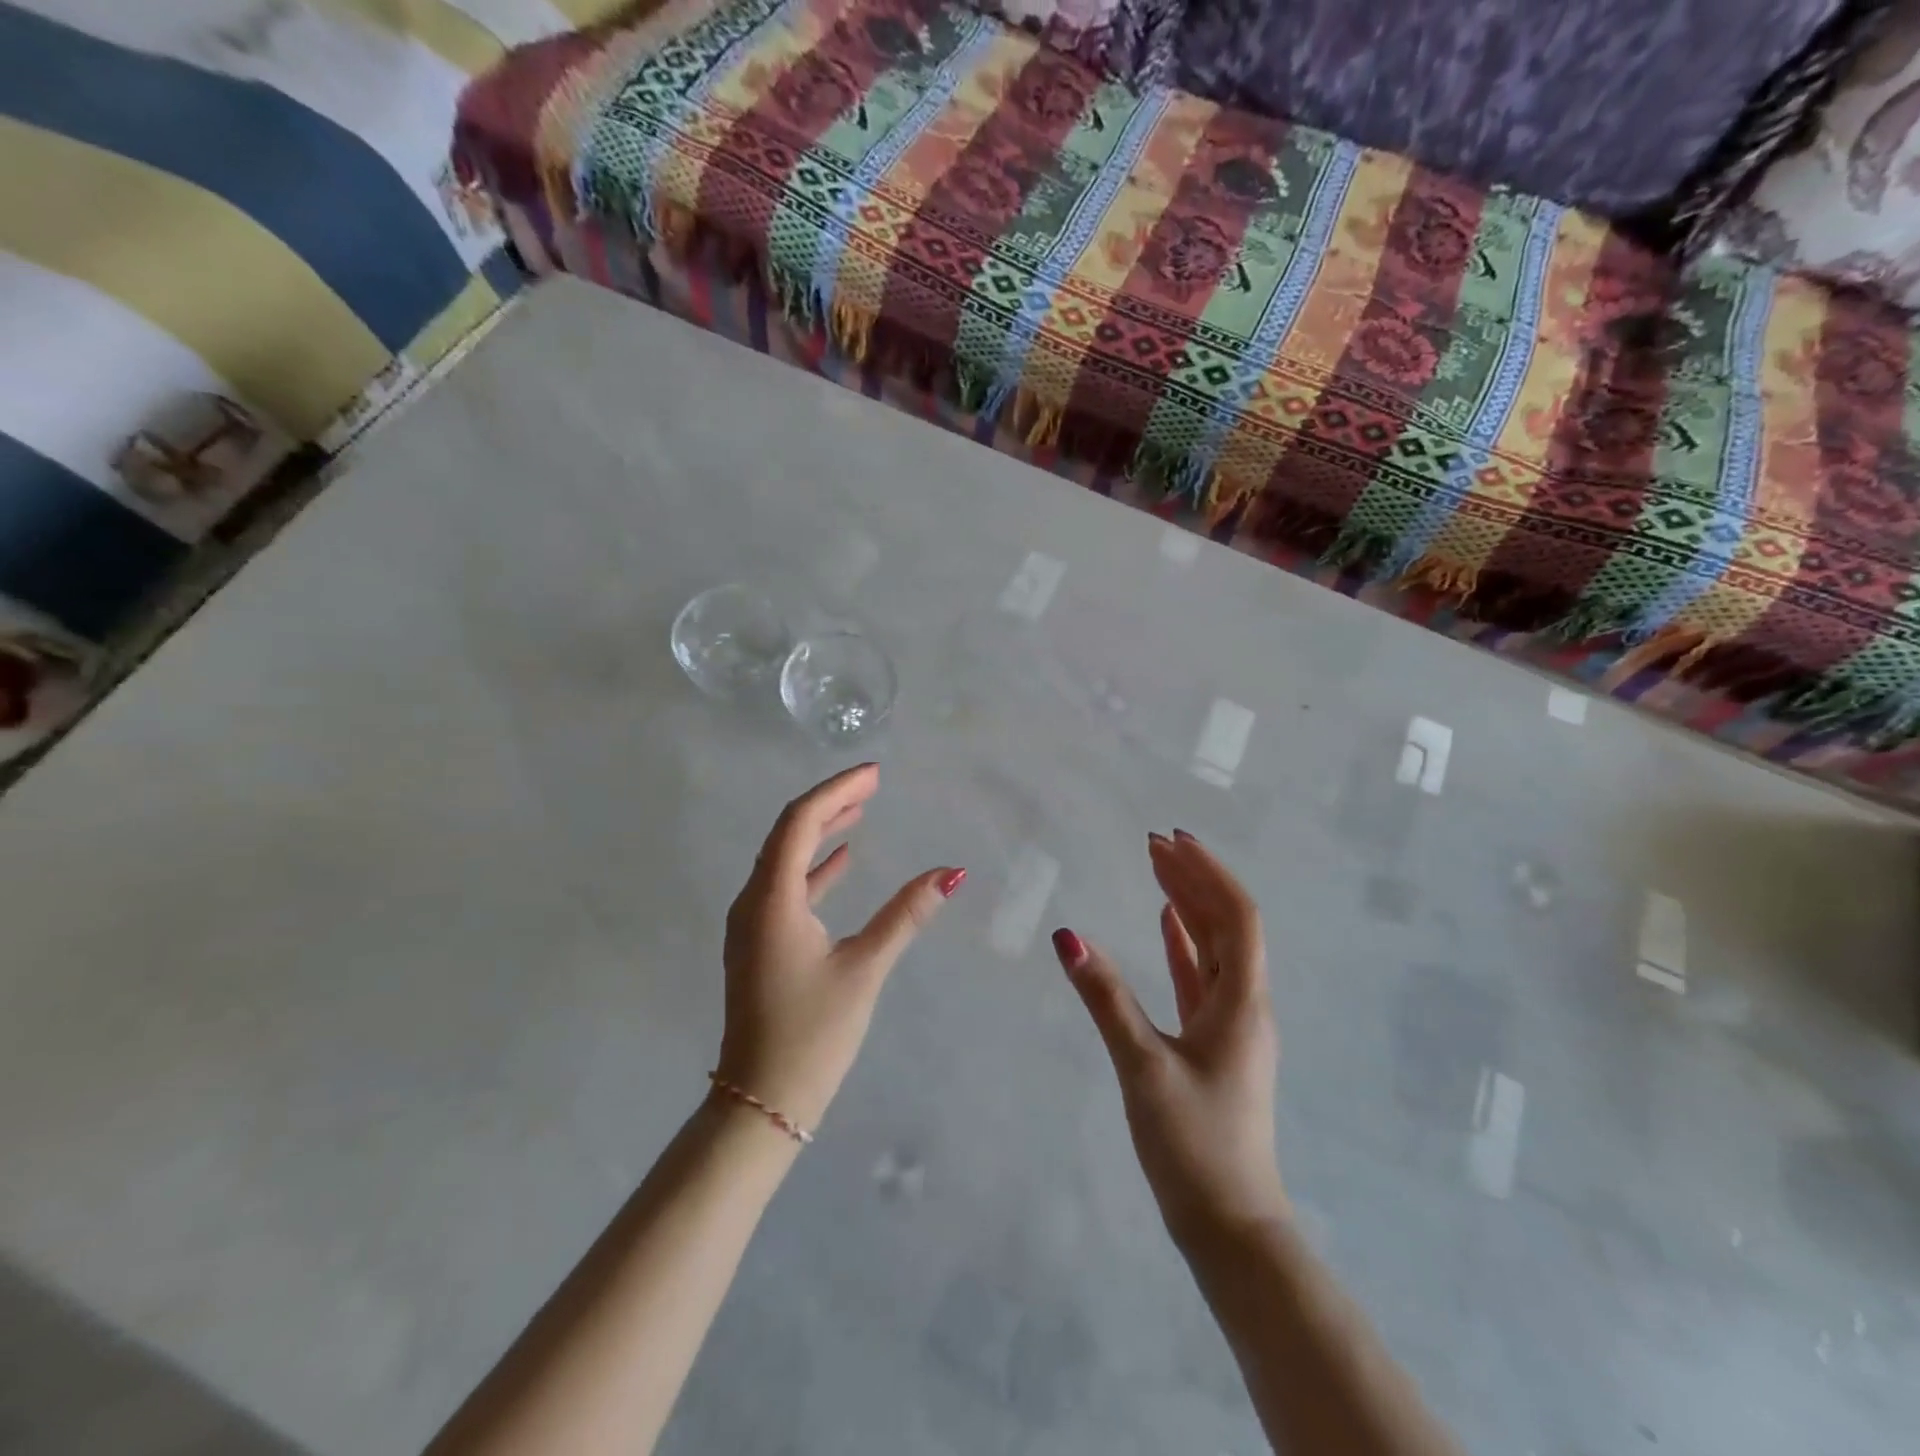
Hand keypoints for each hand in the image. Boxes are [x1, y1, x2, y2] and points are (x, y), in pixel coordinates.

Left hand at [716, 763, 963, 1132]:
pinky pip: (786, 887)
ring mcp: (752, 924)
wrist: (760, 1101)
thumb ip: (906, 915)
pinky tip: (842, 861)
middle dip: (831, 803)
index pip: (800, 822)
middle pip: (789, 833)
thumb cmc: (813, 1033)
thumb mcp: (864, 968)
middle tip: (872, 784)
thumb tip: (951, 873)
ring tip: (861, 811)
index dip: (836, 791)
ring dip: (822, 832)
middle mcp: (753, 902)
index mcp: (771, 900)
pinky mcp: (760, 943)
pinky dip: (815, 868)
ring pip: (785, 859)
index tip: (874, 775)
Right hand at [1053, 830, 1283, 1246]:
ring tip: (1157, 868)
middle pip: (1225, 924)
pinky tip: (1165, 922)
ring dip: (1188, 905)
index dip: (1207, 873)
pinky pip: (1200, 975)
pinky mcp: (1212, 1043)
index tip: (1171, 840)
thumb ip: (1105, 998)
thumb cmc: (1193, 1144)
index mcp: (1242, 1002)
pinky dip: (1183, 942)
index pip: (1236, 916)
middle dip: (1193, 878)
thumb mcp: (1142, 1065)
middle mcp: (1244, 1004)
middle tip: (1154, 842)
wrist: (1228, 1225)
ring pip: (1212, 948)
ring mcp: (1230, 1024)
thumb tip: (1067, 936)